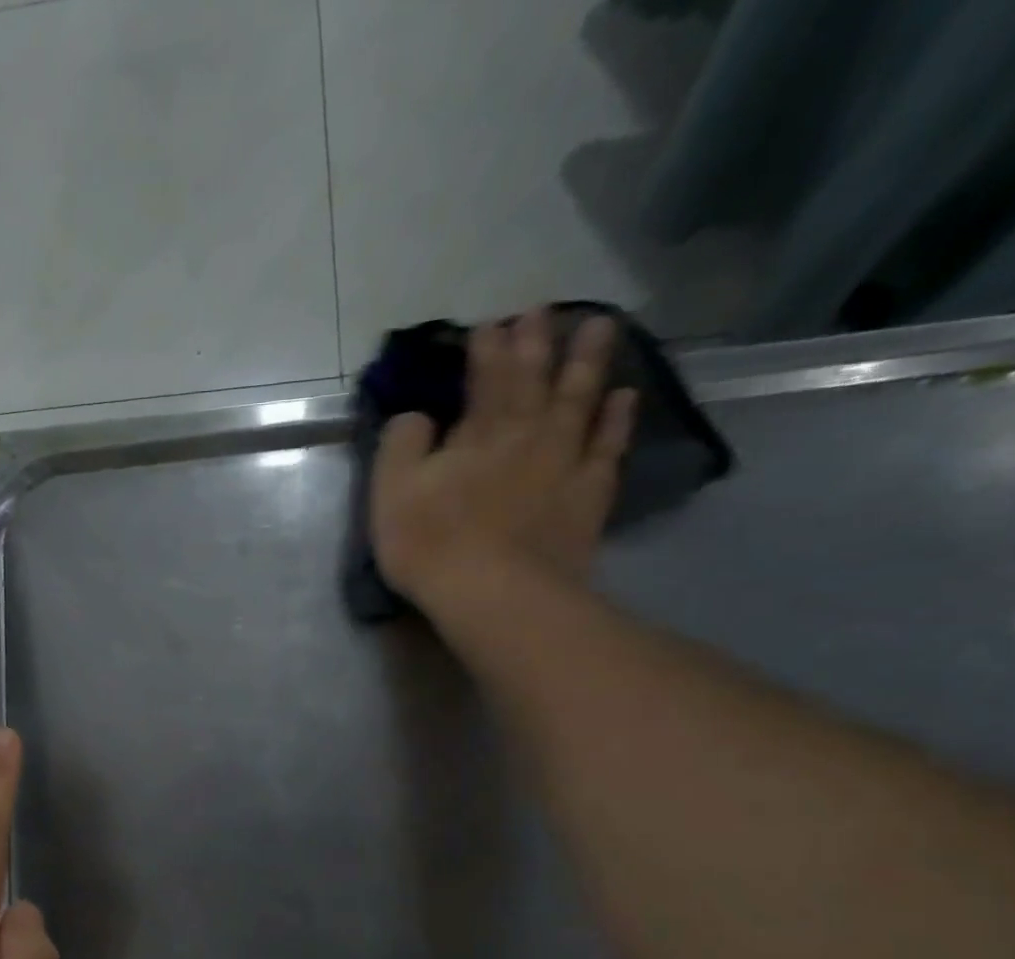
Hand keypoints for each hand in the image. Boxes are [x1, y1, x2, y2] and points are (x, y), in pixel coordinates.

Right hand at [370, 309, 638, 618]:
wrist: (496, 593)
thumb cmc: (431, 542)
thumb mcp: (391, 491)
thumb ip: (401, 444)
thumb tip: (416, 415)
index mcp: (478, 431)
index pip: (485, 376)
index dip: (487, 347)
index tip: (490, 323)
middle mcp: (527, 433)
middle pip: (535, 377)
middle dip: (537, 341)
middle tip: (543, 309)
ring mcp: (564, 461)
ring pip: (580, 399)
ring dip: (588, 361)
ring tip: (599, 327)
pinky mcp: (588, 494)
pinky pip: (608, 445)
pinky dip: (617, 418)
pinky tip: (624, 397)